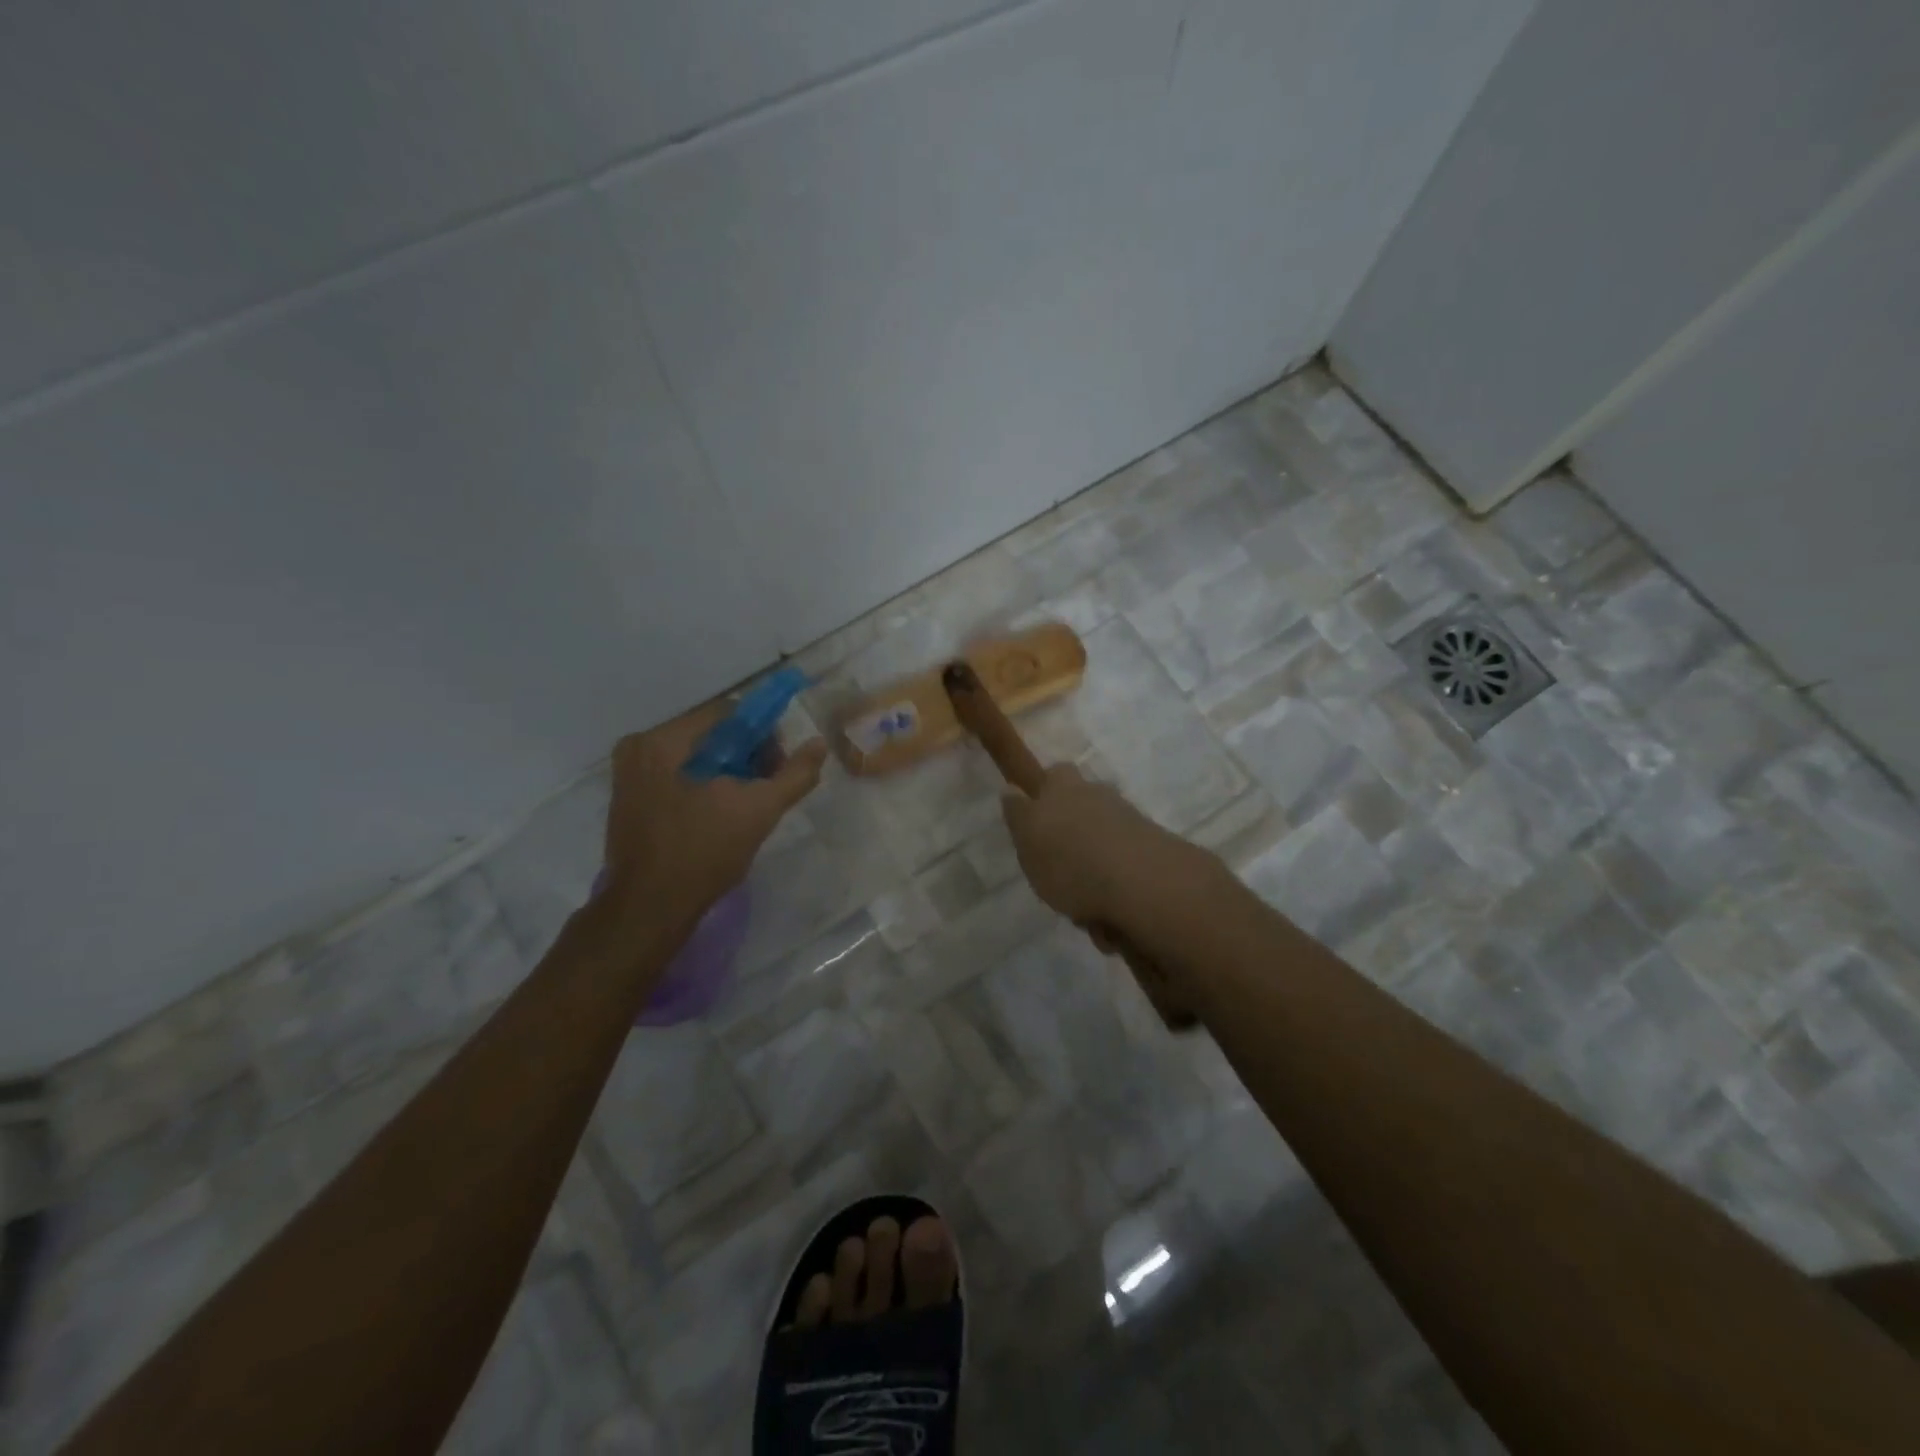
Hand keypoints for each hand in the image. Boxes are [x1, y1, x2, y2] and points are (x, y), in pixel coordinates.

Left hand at [603, 700, 827, 925]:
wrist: (650, 910)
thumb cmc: (703, 853)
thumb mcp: (759, 810)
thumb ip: (794, 774)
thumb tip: (819, 744)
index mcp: (662, 741)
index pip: (726, 713)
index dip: (762, 734)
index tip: (778, 766)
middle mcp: (638, 748)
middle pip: (710, 734)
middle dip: (746, 756)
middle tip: (767, 788)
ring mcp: (629, 775)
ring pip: (695, 756)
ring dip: (728, 773)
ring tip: (747, 805)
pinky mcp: (630, 799)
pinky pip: (678, 776)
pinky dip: (705, 786)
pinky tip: (721, 815)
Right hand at [1000, 763, 1199, 928]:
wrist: (1142, 884)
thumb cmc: (1070, 860)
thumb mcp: (1027, 838)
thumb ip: (1018, 814)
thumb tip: (1011, 789)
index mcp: (1065, 787)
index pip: (1054, 776)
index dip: (1046, 795)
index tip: (1037, 824)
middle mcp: (1099, 797)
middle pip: (1082, 812)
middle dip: (1071, 841)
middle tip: (1059, 875)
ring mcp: (1130, 823)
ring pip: (1102, 846)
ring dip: (1093, 874)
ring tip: (1084, 911)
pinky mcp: (1152, 853)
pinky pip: (1123, 874)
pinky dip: (1114, 894)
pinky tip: (1109, 922)